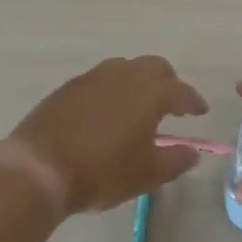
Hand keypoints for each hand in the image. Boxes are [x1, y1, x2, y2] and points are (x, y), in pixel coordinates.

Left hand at [0, 56, 208, 214]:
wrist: (40, 168)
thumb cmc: (102, 171)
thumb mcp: (146, 174)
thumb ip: (175, 161)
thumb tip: (193, 153)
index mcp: (150, 93)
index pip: (181, 91)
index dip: (193, 101)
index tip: (200, 111)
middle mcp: (124, 75)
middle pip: (154, 67)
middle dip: (168, 81)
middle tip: (172, 102)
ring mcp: (94, 77)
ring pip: (126, 68)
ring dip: (139, 80)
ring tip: (139, 104)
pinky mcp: (70, 86)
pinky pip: (101, 79)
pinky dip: (113, 89)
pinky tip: (108, 110)